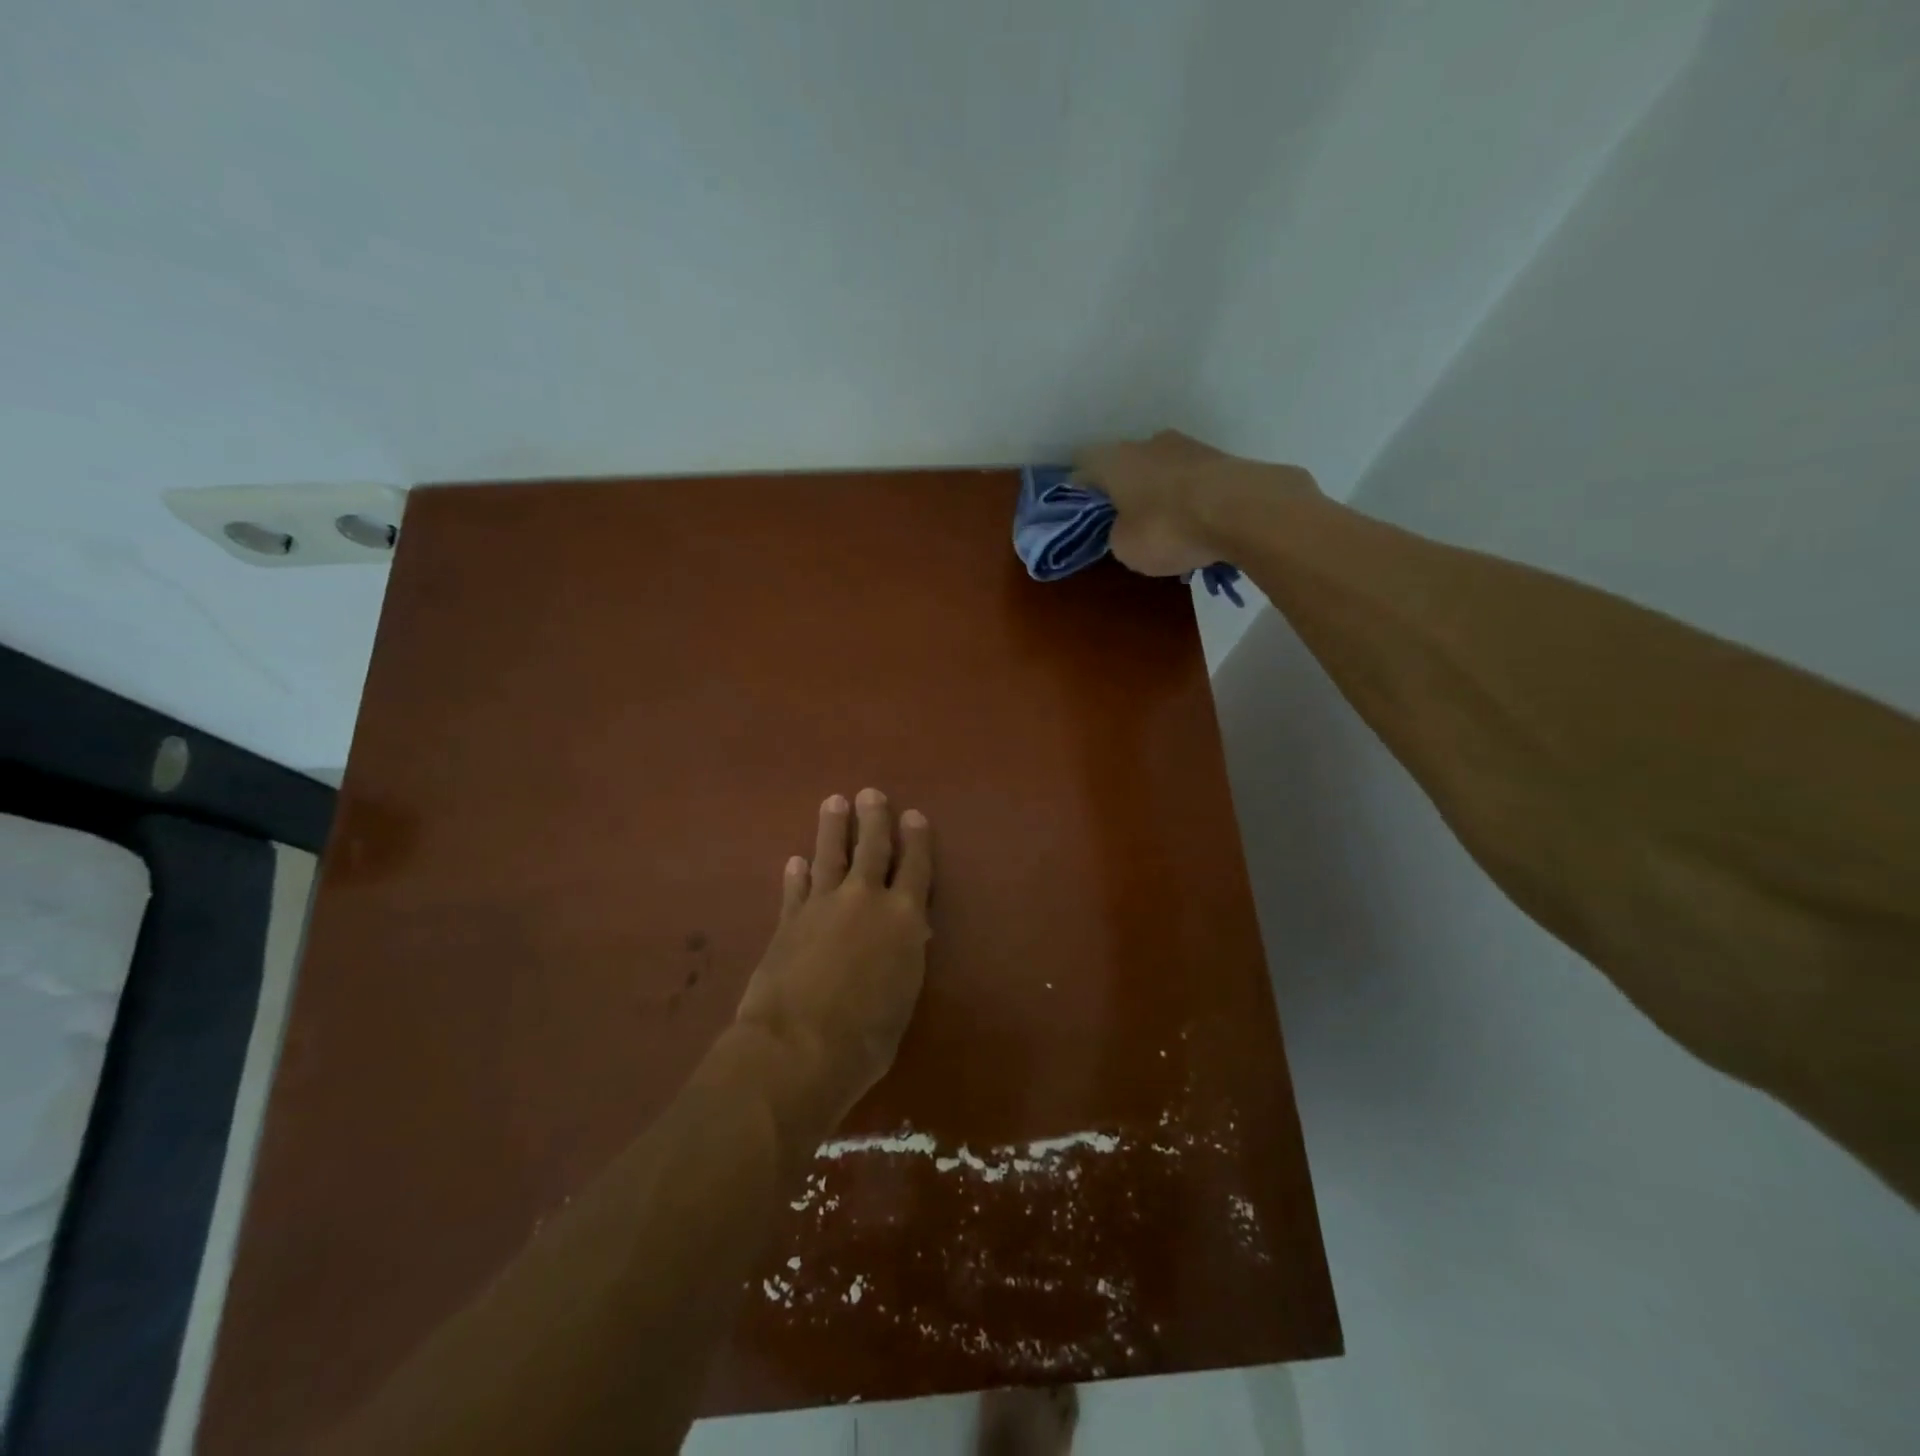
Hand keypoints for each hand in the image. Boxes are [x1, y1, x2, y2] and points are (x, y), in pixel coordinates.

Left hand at [733, 789, 933, 1127]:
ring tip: (833, 802)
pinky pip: (795, 888)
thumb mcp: (902, 998)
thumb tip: (907, 936)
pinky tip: (794, 861)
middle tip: (870, 794)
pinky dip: (796, 874)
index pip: (915, 867)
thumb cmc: (865, 1038)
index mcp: (904, 919)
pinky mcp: (788, 921)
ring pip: (829, 856)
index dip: (916, 839)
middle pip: (871, 848)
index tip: (913, 815)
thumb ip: (904, 959)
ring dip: (832, 828)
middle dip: (873, 819)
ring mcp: (823, 906)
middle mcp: (865, 900)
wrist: (797, 1047)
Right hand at [1074, 430, 1318, 575]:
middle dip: (1124, 489)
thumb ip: (1117, 533)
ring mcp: (1188, 446)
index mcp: (1113, 460)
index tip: (1082, 511)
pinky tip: (1195, 525)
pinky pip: (1192, 481)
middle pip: (1125, 464)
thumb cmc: (1166, 528)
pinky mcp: (1221, 459)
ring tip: (1166, 526)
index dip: (1080, 489)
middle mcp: (1148, 443)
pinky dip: (1189, 499)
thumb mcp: (1124, 547)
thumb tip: (1126, 526)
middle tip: (1124, 520)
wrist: (1242, 510)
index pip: (1083, 465)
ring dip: (1159, 493)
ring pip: (1161, 470)